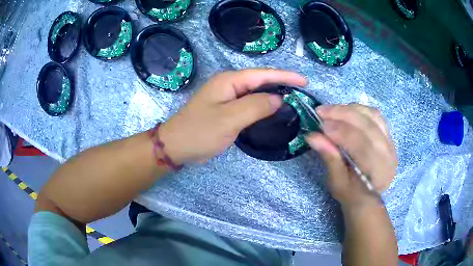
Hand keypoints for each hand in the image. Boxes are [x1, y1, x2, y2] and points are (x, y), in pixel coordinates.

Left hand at [159, 69, 306, 163]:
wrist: (176, 146)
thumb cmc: (200, 131)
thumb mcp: (229, 119)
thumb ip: (255, 106)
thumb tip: (278, 99)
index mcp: (229, 81)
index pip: (263, 74)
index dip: (285, 77)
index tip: (304, 81)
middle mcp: (229, 85)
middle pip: (260, 81)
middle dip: (282, 84)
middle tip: (302, 92)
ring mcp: (227, 97)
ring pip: (255, 93)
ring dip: (273, 95)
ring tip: (293, 99)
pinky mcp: (226, 109)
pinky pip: (249, 104)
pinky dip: (262, 106)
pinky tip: (273, 111)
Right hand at [305, 104, 397, 208]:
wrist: (368, 197)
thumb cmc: (351, 194)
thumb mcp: (337, 182)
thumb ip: (329, 157)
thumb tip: (312, 136)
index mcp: (378, 172)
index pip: (362, 145)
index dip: (341, 132)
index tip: (321, 125)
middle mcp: (389, 155)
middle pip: (368, 126)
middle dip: (344, 115)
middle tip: (322, 111)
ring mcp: (391, 143)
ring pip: (373, 116)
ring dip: (351, 109)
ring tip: (332, 110)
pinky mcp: (389, 135)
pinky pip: (375, 116)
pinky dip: (360, 110)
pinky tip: (346, 111)